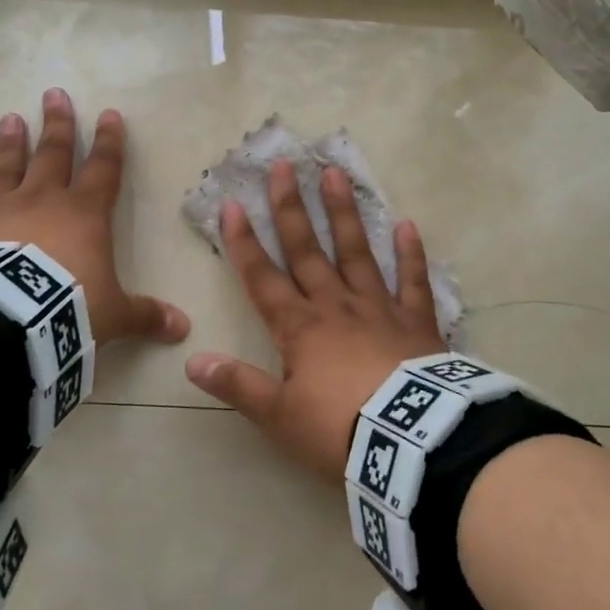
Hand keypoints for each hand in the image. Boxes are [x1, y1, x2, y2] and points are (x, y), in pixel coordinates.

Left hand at [0, 88, 188, 347]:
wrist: (4, 321)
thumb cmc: (68, 307)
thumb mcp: (114, 315)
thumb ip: (145, 315)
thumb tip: (184, 328)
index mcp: (84, 214)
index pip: (103, 169)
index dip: (109, 143)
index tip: (109, 114)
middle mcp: (42, 203)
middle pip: (53, 154)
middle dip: (57, 124)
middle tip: (53, 93)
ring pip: (6, 171)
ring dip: (9, 146)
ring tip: (9, 119)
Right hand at [184, 159, 444, 479]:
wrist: (410, 443)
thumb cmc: (339, 429)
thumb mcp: (280, 416)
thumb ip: (239, 386)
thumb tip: (193, 361)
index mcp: (300, 328)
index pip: (263, 277)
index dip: (243, 242)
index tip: (232, 203)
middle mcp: (336, 306)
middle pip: (308, 251)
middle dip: (291, 209)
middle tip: (284, 166)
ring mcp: (379, 308)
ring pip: (357, 252)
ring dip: (344, 214)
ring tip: (336, 174)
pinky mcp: (416, 322)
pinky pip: (413, 281)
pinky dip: (411, 254)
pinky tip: (408, 225)